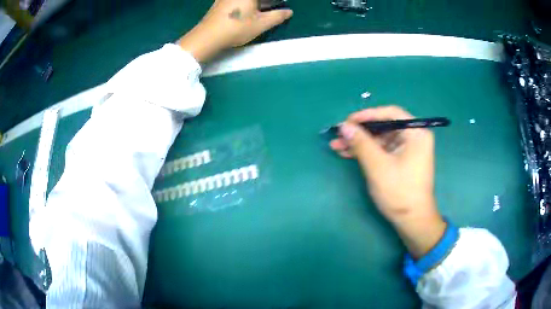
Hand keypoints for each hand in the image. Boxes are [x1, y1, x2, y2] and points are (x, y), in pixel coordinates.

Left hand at [179, 0, 292, 61]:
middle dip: (267, 2)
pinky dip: (248, 3)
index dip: (275, 2)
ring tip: (267, 8)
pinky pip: (239, 0)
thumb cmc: (237, 28)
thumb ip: (277, 16)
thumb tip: (289, 12)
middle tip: (276, 6)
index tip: (281, 5)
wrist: (207, 36)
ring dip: (259, 2)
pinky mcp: (221, 2)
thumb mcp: (261, 24)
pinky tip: (252, 9)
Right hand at [330, 106, 445, 257]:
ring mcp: (408, 150)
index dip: (367, 115)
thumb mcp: (378, 166)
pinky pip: (382, 150)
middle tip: (339, 135)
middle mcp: (414, 137)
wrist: (412, 220)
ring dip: (359, 143)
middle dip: (360, 132)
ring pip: (380, 139)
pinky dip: (366, 152)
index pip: (390, 113)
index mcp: (416, 133)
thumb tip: (343, 126)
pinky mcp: (401, 161)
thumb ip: (361, 143)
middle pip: (384, 126)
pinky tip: (348, 154)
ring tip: (337, 146)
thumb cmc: (399, 192)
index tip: (348, 121)